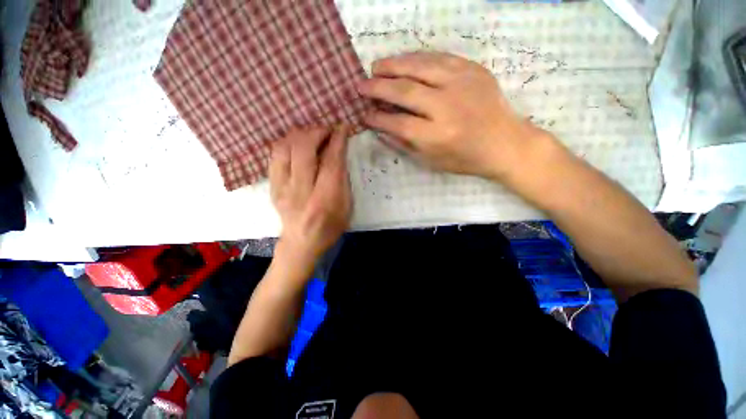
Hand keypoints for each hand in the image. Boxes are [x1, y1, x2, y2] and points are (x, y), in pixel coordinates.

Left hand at [269, 125, 352, 267]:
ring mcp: (282, 189)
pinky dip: (287, 143)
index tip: (342, 127)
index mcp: (326, 199)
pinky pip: (274, 155)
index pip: (331, 162)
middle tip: (327, 129)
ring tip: (312, 134)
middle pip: (304, 150)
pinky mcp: (272, 187)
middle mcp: (302, 191)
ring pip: (285, 148)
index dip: (337, 140)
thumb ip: (343, 179)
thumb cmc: (330, 227)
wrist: (301, 243)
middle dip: (317, 132)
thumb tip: (338, 153)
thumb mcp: (347, 206)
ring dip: (300, 135)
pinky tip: (297, 144)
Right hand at [358, 52, 551, 183]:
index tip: (364, 115)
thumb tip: (380, 129)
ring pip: (419, 67)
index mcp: (437, 136)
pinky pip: (438, 58)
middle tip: (361, 85)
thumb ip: (404, 144)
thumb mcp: (432, 161)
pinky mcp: (472, 70)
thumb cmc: (466, 159)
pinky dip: (417, 58)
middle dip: (378, 87)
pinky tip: (404, 61)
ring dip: (393, 66)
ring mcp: (462, 84)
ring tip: (377, 67)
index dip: (378, 118)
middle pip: (404, 92)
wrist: (505, 143)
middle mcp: (447, 107)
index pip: (398, 123)